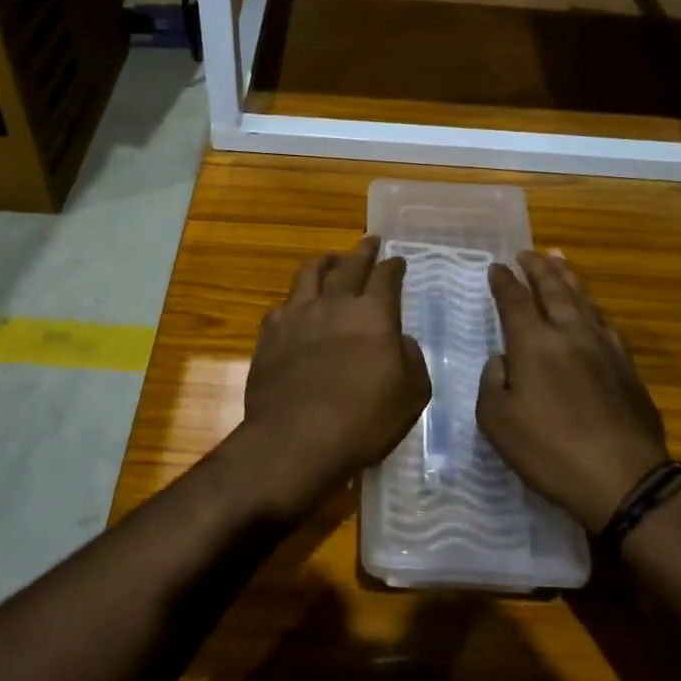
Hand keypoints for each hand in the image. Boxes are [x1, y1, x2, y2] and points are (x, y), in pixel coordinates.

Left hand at [235, 236, 431, 520]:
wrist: (296, 438)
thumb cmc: (363, 420)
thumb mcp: (411, 395)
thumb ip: (411, 360)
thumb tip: (400, 341)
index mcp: (374, 314)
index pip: (386, 277)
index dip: (393, 266)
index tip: (397, 260)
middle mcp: (334, 304)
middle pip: (349, 265)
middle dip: (362, 251)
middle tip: (369, 241)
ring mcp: (297, 315)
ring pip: (309, 273)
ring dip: (324, 263)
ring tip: (329, 261)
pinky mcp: (269, 335)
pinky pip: (282, 306)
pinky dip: (293, 301)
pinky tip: (294, 309)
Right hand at [477, 250, 671, 532]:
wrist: (624, 479)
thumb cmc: (549, 451)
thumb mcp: (497, 421)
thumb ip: (493, 382)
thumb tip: (504, 360)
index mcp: (534, 343)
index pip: (515, 300)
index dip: (504, 282)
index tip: (497, 267)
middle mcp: (570, 334)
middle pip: (553, 289)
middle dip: (538, 268)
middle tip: (528, 252)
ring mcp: (605, 348)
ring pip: (584, 300)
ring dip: (569, 277)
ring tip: (560, 260)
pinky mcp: (628, 367)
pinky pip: (605, 323)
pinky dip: (592, 307)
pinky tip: (592, 309)